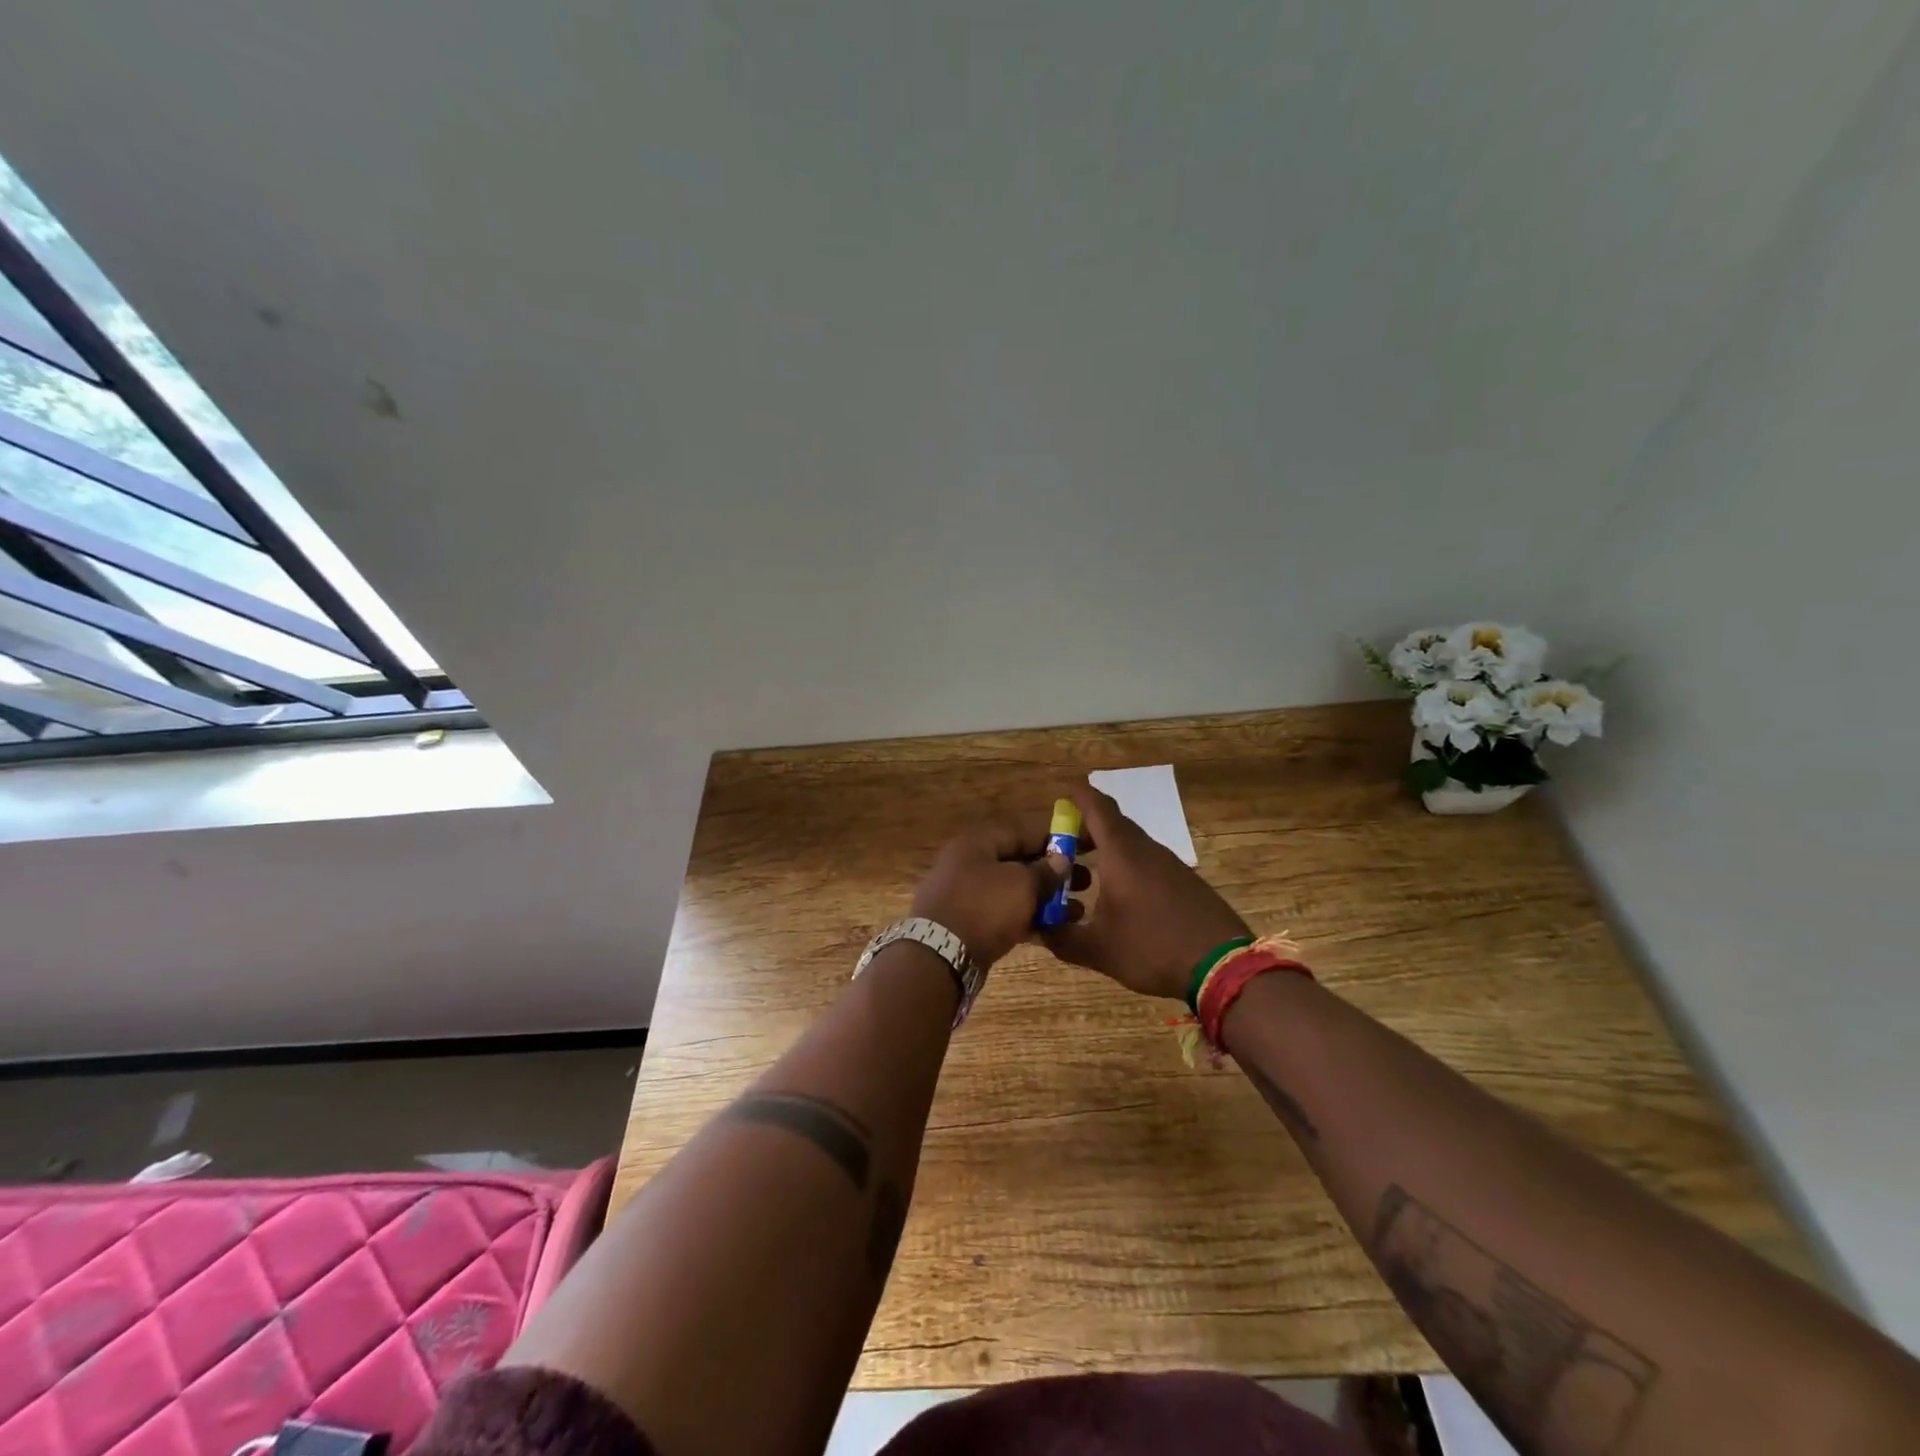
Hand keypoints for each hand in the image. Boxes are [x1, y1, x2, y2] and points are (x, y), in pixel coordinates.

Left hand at [910, 813, 1081, 967]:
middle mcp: (970, 862)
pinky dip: (1028, 918)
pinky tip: (1055, 929)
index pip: (1023, 830)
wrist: (940, 956)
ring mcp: (967, 894)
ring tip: (1077, 911)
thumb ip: (1045, 871)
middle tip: (1086, 883)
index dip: (1055, 837)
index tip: (1083, 846)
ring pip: (1013, 890)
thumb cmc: (984, 907)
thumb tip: (1060, 860)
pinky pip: (1004, 913)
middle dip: (1053, 872)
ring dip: (1045, 899)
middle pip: (1019, 860)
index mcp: (979, 842)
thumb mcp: (1022, 884)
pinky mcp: (968, 922)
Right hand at [1040, 785, 1249, 1000]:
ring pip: (1131, 843)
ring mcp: (1169, 864)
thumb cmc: (1153, 947)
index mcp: (1121, 852)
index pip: (1096, 806)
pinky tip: (1119, 896)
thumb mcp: (1098, 949)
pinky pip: (1147, 860)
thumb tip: (1035, 928)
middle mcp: (1146, 849)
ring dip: (1106, 849)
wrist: (1224, 967)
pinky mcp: (1184, 881)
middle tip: (1060, 846)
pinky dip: (1126, 866)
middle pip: (1112, 823)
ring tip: (1084, 873)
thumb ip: (1061, 938)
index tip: (1058, 794)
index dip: (1076, 795)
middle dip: (1084, 828)